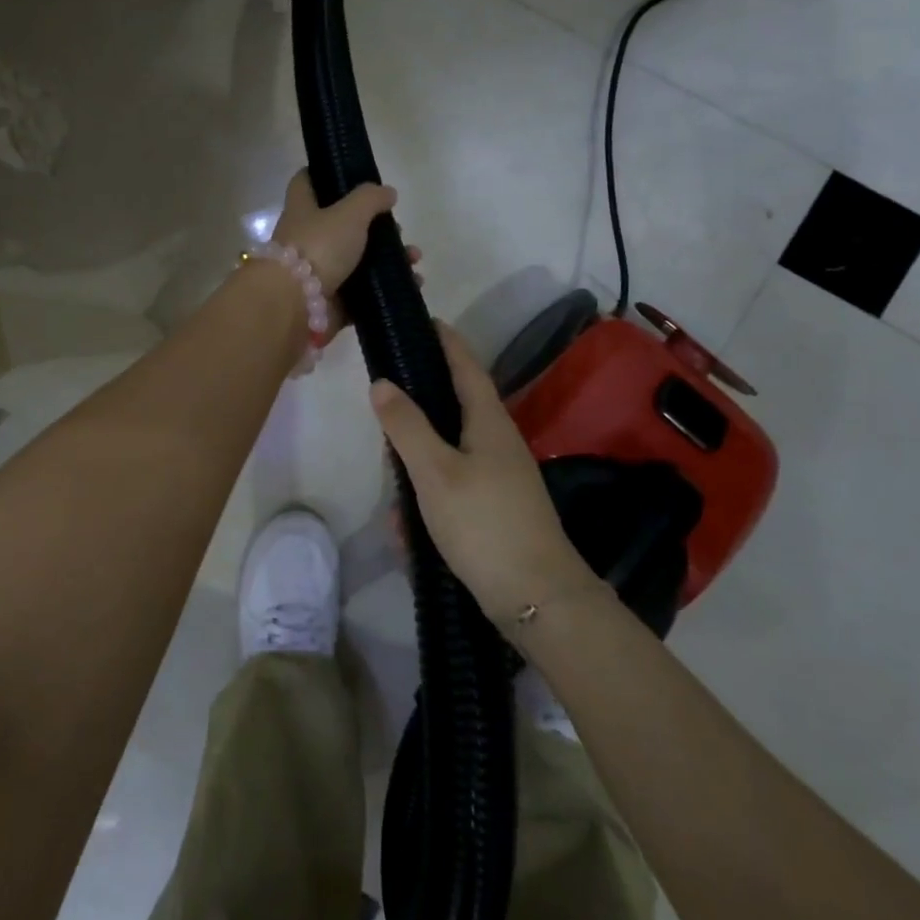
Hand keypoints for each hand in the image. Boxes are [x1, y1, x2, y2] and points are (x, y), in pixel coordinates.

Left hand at [270, 169, 417, 305]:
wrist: (296, 305)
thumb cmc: (318, 247)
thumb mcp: (348, 212)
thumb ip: (370, 199)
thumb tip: (387, 192)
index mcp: (302, 209)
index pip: (307, 182)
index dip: (325, 174)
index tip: (353, 175)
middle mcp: (307, 238)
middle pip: (342, 225)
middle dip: (375, 227)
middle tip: (399, 231)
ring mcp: (319, 272)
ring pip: (358, 260)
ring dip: (388, 259)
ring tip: (414, 260)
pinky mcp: (332, 301)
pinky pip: (364, 293)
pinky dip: (386, 289)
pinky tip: (412, 283)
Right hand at [369, 323, 597, 623]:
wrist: (537, 599)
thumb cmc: (485, 524)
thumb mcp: (435, 471)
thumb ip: (406, 426)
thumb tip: (382, 383)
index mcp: (488, 421)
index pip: (466, 365)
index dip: (446, 340)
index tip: (425, 319)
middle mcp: (497, 442)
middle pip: (451, 409)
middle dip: (416, 415)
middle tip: (383, 425)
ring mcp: (499, 477)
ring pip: (446, 454)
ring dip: (417, 469)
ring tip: (393, 496)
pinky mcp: (494, 508)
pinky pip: (451, 490)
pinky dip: (428, 502)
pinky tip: (408, 531)